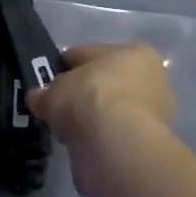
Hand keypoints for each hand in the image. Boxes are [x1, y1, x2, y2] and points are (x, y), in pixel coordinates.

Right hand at [27, 43, 175, 147]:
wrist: (116, 143)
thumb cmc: (89, 97)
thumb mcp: (54, 90)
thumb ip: (45, 93)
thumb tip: (38, 98)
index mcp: (135, 52)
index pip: (90, 54)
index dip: (66, 66)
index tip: (49, 82)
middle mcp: (152, 78)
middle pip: (107, 82)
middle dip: (84, 93)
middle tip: (60, 107)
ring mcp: (156, 112)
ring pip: (114, 109)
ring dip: (95, 117)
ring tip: (70, 129)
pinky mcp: (152, 142)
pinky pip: (117, 133)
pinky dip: (102, 137)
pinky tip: (84, 144)